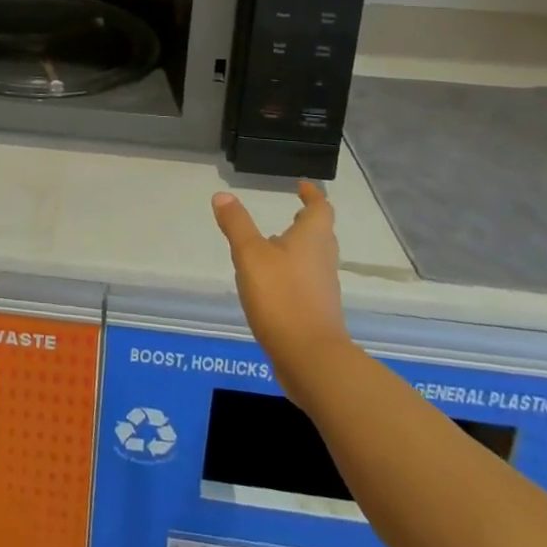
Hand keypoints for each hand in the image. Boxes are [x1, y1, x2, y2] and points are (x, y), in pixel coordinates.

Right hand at [213, 182, 352, 391]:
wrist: (311, 360)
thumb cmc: (282, 298)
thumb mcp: (250, 255)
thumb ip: (236, 225)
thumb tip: (223, 196)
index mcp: (312, 240)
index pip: (320, 209)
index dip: (312, 195)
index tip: (303, 186)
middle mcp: (323, 261)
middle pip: (321, 235)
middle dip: (306, 222)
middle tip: (290, 214)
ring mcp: (322, 289)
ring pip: (313, 260)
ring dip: (298, 249)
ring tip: (273, 246)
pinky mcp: (317, 313)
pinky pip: (306, 283)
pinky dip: (292, 275)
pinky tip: (270, 285)